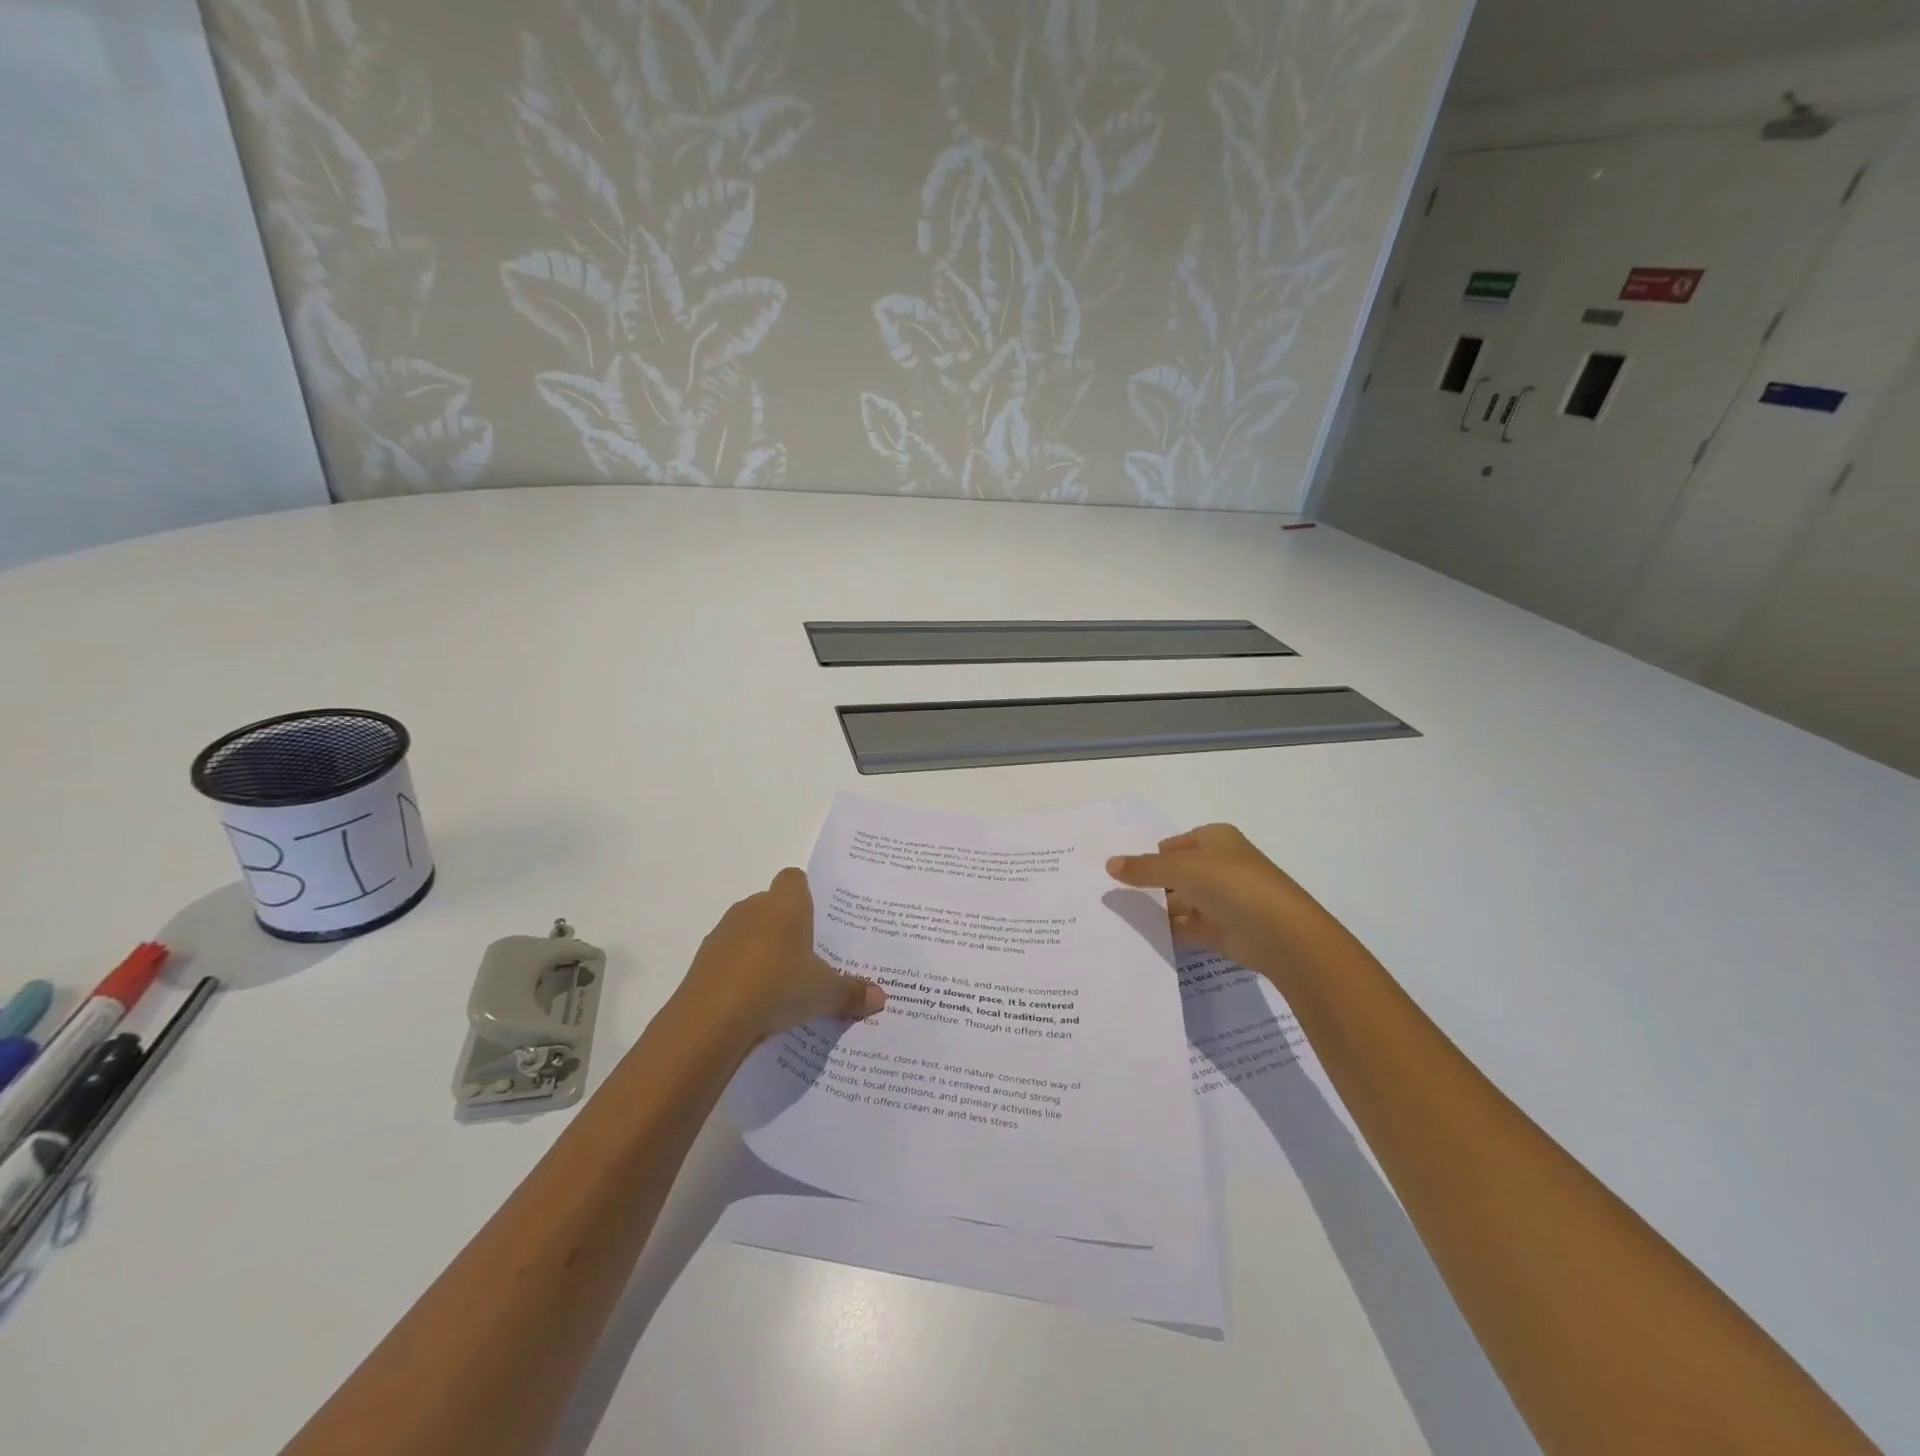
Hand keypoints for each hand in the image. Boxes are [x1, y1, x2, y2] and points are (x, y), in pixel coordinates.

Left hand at [673, 869, 885, 1044]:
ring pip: (748, 932)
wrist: (712, 1019)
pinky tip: (752, 1003)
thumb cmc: (778, 986)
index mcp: (786, 904)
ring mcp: (723, 933)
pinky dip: (739, 973)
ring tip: (780, 986)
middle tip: (808, 959)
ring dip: (760, 951)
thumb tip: (880, 998)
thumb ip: (851, 992)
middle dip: (786, 928)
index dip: (806, 895)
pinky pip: (728, 959)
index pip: (795, 879)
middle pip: (772, 906)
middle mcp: (752, 908)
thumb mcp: (824, 993)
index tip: (818, 920)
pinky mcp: (702, 961)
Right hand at [1107, 824, 1339, 978]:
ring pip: (1180, 900)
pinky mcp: (1223, 929)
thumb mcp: (1180, 869)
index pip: (1175, 844)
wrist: (1279, 933)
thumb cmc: (1230, 884)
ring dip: (1157, 908)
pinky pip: (1187, 926)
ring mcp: (1222, 899)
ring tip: (1120, 915)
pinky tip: (1143, 935)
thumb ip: (1144, 868)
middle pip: (1176, 872)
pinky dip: (1168, 930)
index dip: (1150, 854)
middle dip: (1150, 882)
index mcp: (1215, 839)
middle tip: (1113, 893)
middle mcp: (1220, 865)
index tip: (1121, 868)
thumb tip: (1109, 864)